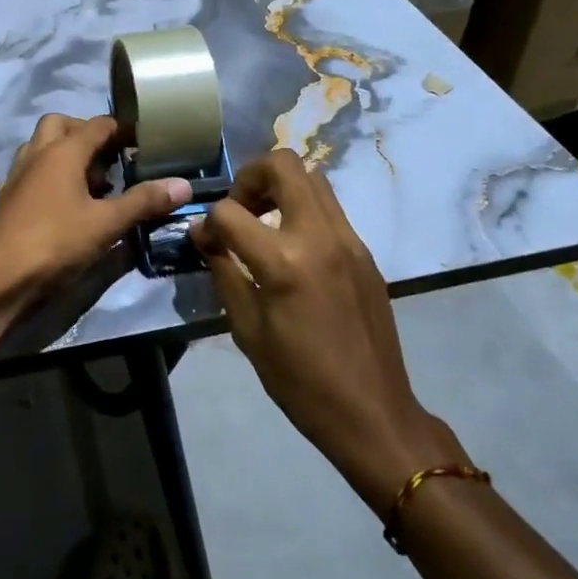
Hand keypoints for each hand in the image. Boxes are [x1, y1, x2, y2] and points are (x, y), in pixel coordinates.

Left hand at [0, 114, 191, 312]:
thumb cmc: (54, 242)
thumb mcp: (106, 223)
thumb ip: (144, 202)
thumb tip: (184, 184)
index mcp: (63, 150)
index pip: (97, 125)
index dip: (122, 130)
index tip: (145, 141)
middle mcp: (37, 154)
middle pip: (61, 125)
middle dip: (86, 134)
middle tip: (111, 159)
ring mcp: (17, 176)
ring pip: (41, 147)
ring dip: (65, 155)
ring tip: (91, 184)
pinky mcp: (7, 200)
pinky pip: (31, 174)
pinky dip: (49, 178)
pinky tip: (64, 205)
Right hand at [192, 150, 466, 516]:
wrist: (373, 413)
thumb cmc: (300, 381)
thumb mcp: (248, 330)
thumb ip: (224, 272)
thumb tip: (206, 238)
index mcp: (285, 262)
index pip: (230, 212)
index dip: (207, 223)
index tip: (204, 242)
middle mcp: (320, 237)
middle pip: (283, 164)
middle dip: (249, 177)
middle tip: (239, 210)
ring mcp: (349, 240)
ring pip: (313, 177)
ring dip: (280, 187)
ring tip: (263, 223)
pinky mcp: (364, 252)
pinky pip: (329, 207)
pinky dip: (303, 209)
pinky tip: (291, 248)